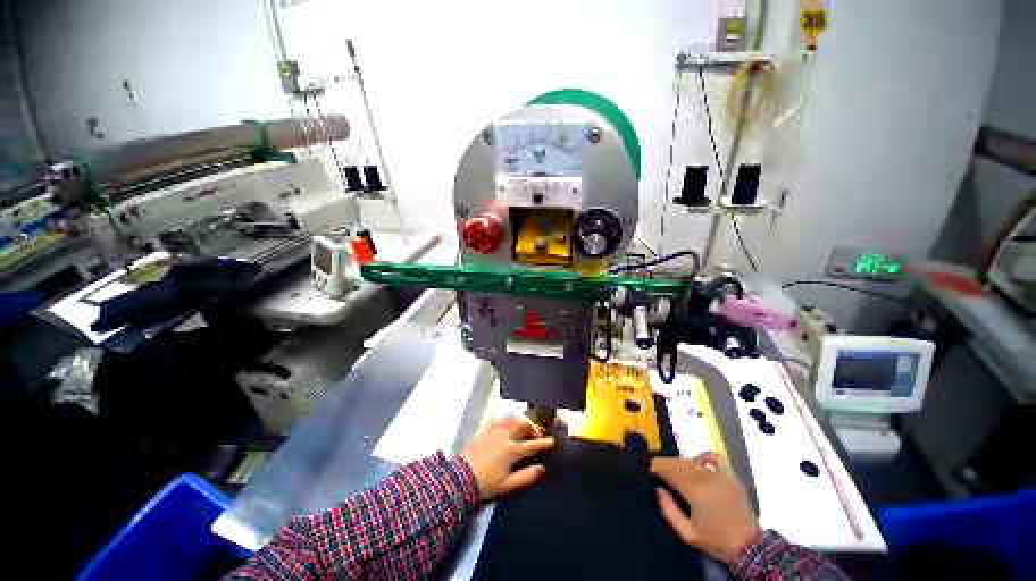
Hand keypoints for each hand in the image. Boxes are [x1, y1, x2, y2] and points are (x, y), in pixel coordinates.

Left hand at [461, 413, 554, 500]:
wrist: (461, 478)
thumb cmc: (486, 484)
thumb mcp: (508, 486)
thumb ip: (527, 477)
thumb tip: (541, 469)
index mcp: (512, 451)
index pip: (532, 444)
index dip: (544, 442)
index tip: (551, 441)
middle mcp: (504, 436)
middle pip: (523, 424)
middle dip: (533, 428)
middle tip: (536, 435)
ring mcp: (494, 431)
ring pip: (512, 417)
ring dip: (521, 420)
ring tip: (524, 427)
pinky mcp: (485, 429)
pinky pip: (498, 417)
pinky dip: (506, 417)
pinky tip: (508, 421)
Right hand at [651, 453, 761, 564]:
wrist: (748, 547)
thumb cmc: (715, 541)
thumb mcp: (687, 533)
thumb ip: (669, 511)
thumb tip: (658, 489)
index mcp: (695, 492)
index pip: (671, 472)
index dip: (658, 467)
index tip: (650, 468)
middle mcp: (707, 479)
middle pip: (680, 464)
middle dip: (667, 464)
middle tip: (658, 467)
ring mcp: (721, 476)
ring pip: (694, 461)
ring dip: (680, 462)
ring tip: (673, 466)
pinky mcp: (731, 477)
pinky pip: (715, 458)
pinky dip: (703, 456)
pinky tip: (697, 461)